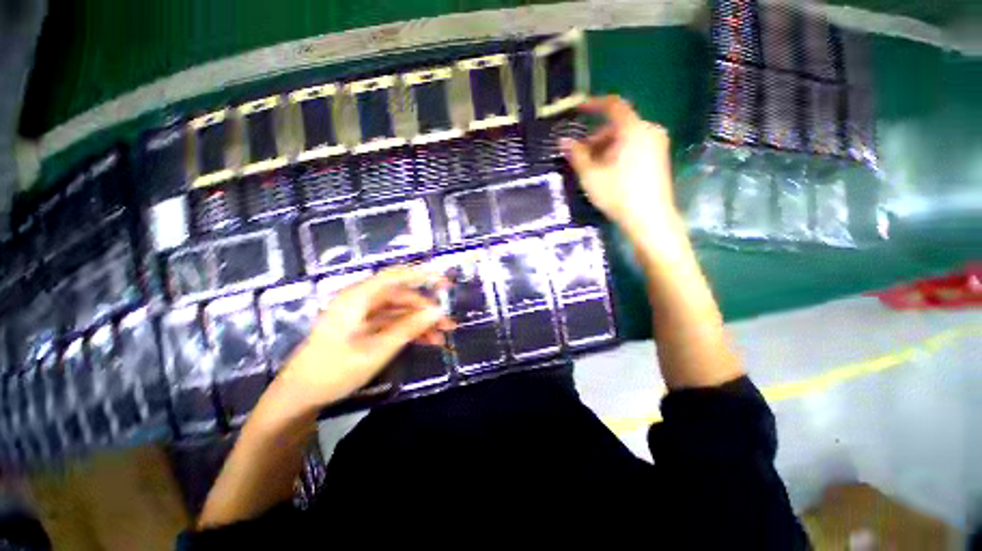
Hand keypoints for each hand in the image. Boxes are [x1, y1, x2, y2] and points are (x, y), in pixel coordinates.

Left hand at [276, 266, 453, 413]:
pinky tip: (428, 341)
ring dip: (421, 322)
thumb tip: (437, 310)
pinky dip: (410, 331)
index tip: (445, 283)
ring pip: (400, 311)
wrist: (300, 396)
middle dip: (426, 308)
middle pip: (401, 296)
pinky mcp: (364, 328)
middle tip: (449, 321)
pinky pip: (392, 323)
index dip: (422, 275)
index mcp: (357, 298)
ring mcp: (363, 315)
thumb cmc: (333, 371)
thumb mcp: (376, 350)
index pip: (394, 276)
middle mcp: (360, 301)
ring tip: (443, 335)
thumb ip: (408, 328)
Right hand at [561, 96, 682, 239]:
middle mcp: (649, 130)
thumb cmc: (618, 194)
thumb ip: (576, 155)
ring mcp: (657, 145)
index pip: (612, 106)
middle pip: (618, 126)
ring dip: (606, 148)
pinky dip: (619, 153)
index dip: (593, 105)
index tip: (577, 110)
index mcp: (633, 129)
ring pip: (626, 138)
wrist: (650, 219)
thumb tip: (563, 141)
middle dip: (596, 138)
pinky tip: (609, 173)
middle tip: (580, 156)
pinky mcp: (660, 158)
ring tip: (593, 169)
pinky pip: (635, 147)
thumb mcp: (591, 175)